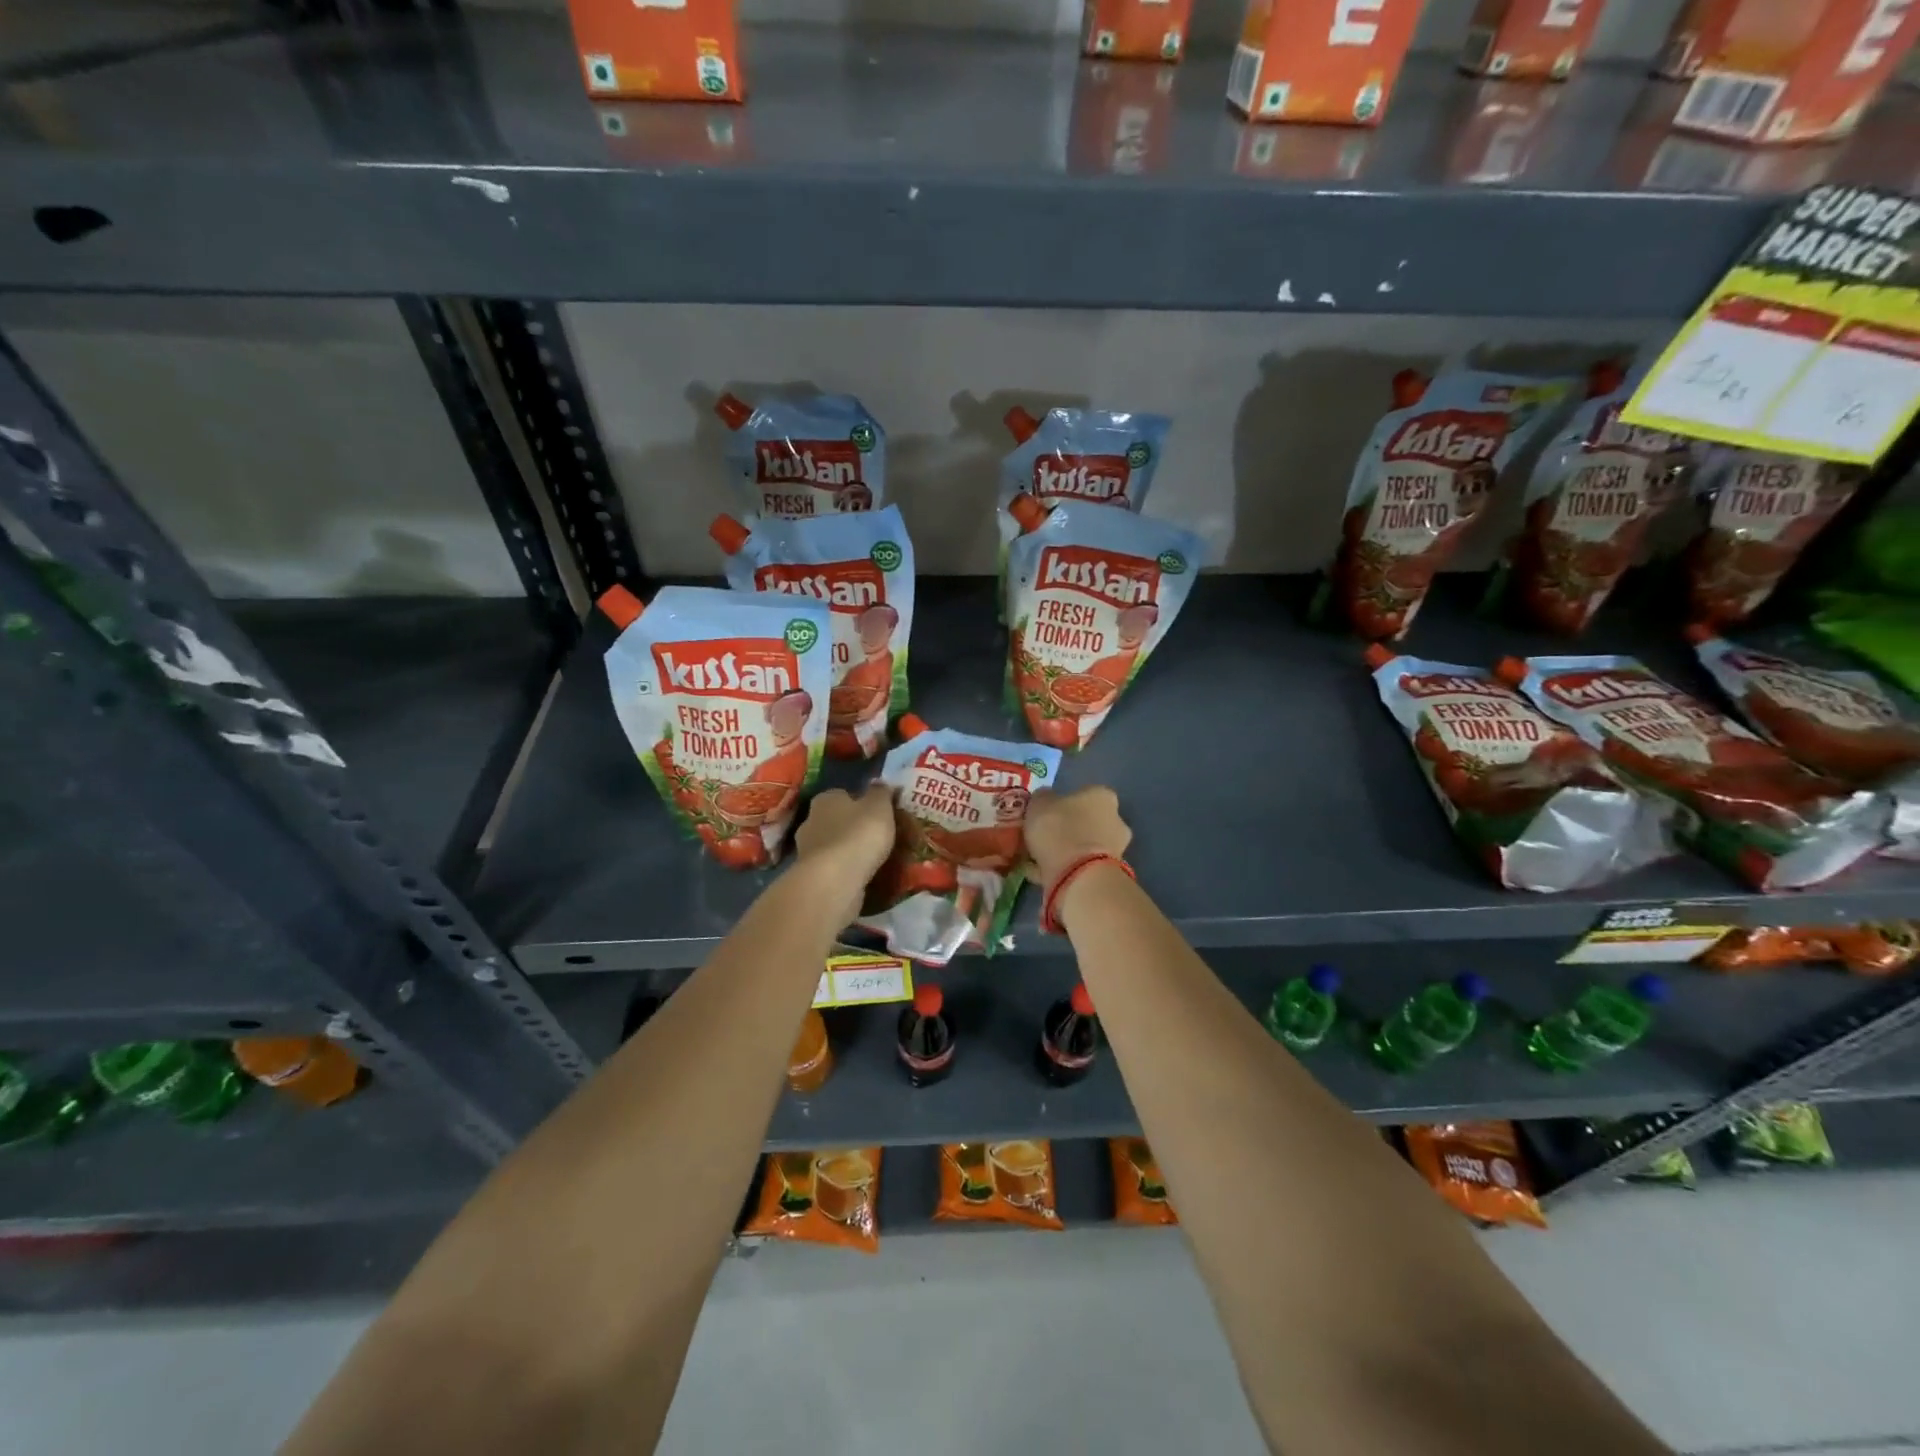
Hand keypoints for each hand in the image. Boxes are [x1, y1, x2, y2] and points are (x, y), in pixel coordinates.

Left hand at [795, 783, 896, 919]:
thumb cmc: (859, 835)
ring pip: (830, 845)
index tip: (876, 814)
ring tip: (869, 860)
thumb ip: (880, 793)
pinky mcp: (810, 875)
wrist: (834, 881)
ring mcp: (806, 850)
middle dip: (850, 827)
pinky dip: (842, 871)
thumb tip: (879, 782)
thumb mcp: (879, 807)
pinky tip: (858, 877)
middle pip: (834, 820)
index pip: (842, 794)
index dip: (859, 803)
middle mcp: (810, 820)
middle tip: (874, 838)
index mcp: (826, 798)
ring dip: (845, 851)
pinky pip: (830, 868)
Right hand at [1023, 785, 1130, 887]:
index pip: (1083, 794)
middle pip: (1085, 822)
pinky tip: (1041, 875)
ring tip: (1036, 861)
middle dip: (1065, 830)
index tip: (1044, 815)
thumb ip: (1042, 799)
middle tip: (1040, 839)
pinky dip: (1064, 870)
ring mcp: (1115, 850)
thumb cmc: (1059, 829)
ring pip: (1083, 847)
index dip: (1061, 804)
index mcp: (1102, 795)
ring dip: (1064, 853)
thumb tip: (1045, 800)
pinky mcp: (1108, 875)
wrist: (1078, 876)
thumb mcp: (1038, 803)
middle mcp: (1115, 820)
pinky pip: (1080, 868)